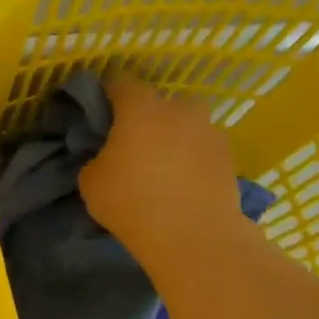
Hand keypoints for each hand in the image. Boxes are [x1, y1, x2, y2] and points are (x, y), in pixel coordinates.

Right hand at [76, 73, 242, 270]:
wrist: (192, 234)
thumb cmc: (130, 201)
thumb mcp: (90, 180)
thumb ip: (98, 157)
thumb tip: (110, 155)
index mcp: (141, 108)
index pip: (121, 85)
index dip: (107, 95)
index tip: (99, 113)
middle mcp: (179, 109)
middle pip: (158, 104)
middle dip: (145, 118)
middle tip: (131, 145)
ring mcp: (209, 130)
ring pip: (183, 126)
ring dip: (171, 138)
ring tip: (159, 168)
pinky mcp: (228, 155)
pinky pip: (200, 148)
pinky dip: (190, 158)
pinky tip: (180, 183)